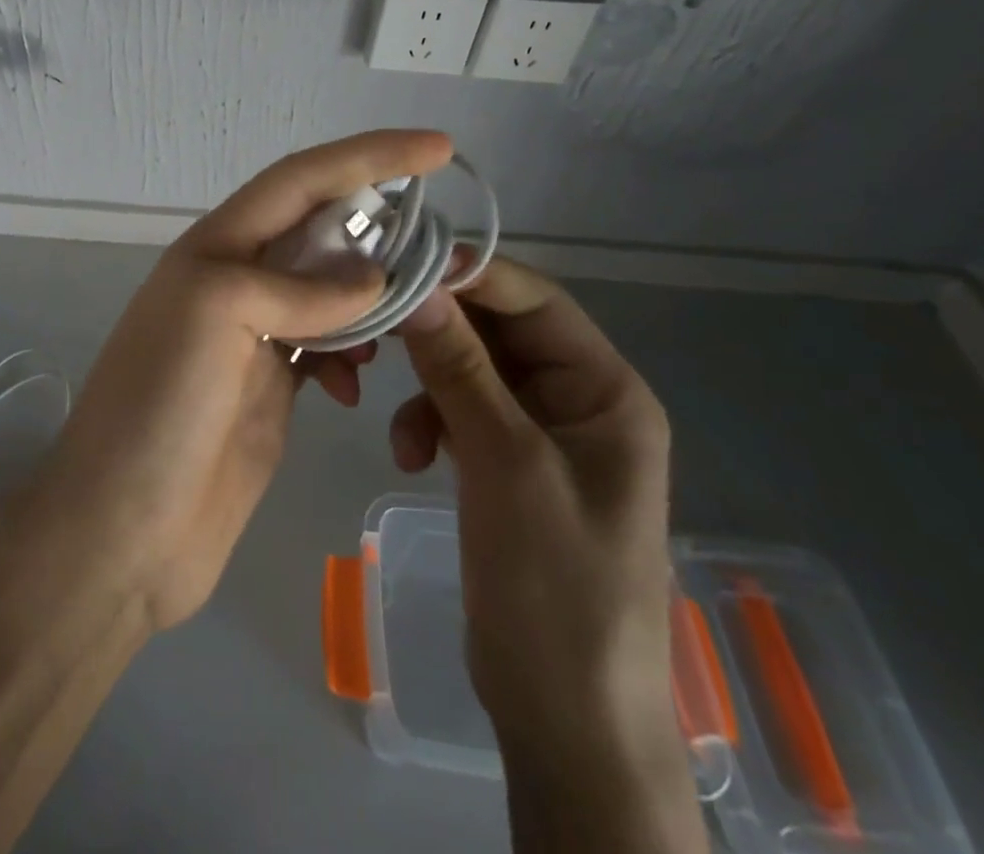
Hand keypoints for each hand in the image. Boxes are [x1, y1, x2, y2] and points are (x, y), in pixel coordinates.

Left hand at [19, 130, 453, 631]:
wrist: (121, 533)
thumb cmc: (158, 411)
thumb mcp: (214, 318)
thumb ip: (295, 287)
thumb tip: (372, 280)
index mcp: (216, 249)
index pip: (301, 180)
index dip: (368, 156)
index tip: (438, 148)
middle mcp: (234, 281)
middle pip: (318, 227)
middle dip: (377, 222)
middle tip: (437, 239)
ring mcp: (252, 337)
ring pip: (328, 289)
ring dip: (371, 292)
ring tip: (411, 312)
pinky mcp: (268, 388)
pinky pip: (326, 347)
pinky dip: (352, 352)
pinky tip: (358, 383)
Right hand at [393, 260, 703, 850]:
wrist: (565, 721)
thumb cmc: (556, 589)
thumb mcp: (506, 467)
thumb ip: (461, 371)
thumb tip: (416, 289)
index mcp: (606, 391)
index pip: (535, 301)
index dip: (471, 275)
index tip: (401, 262)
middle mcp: (578, 400)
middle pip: (498, 332)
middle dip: (439, 335)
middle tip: (377, 331)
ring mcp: (541, 433)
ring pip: (472, 370)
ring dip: (429, 388)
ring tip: (401, 432)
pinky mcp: (507, 463)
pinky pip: (461, 412)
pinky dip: (430, 423)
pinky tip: (409, 455)